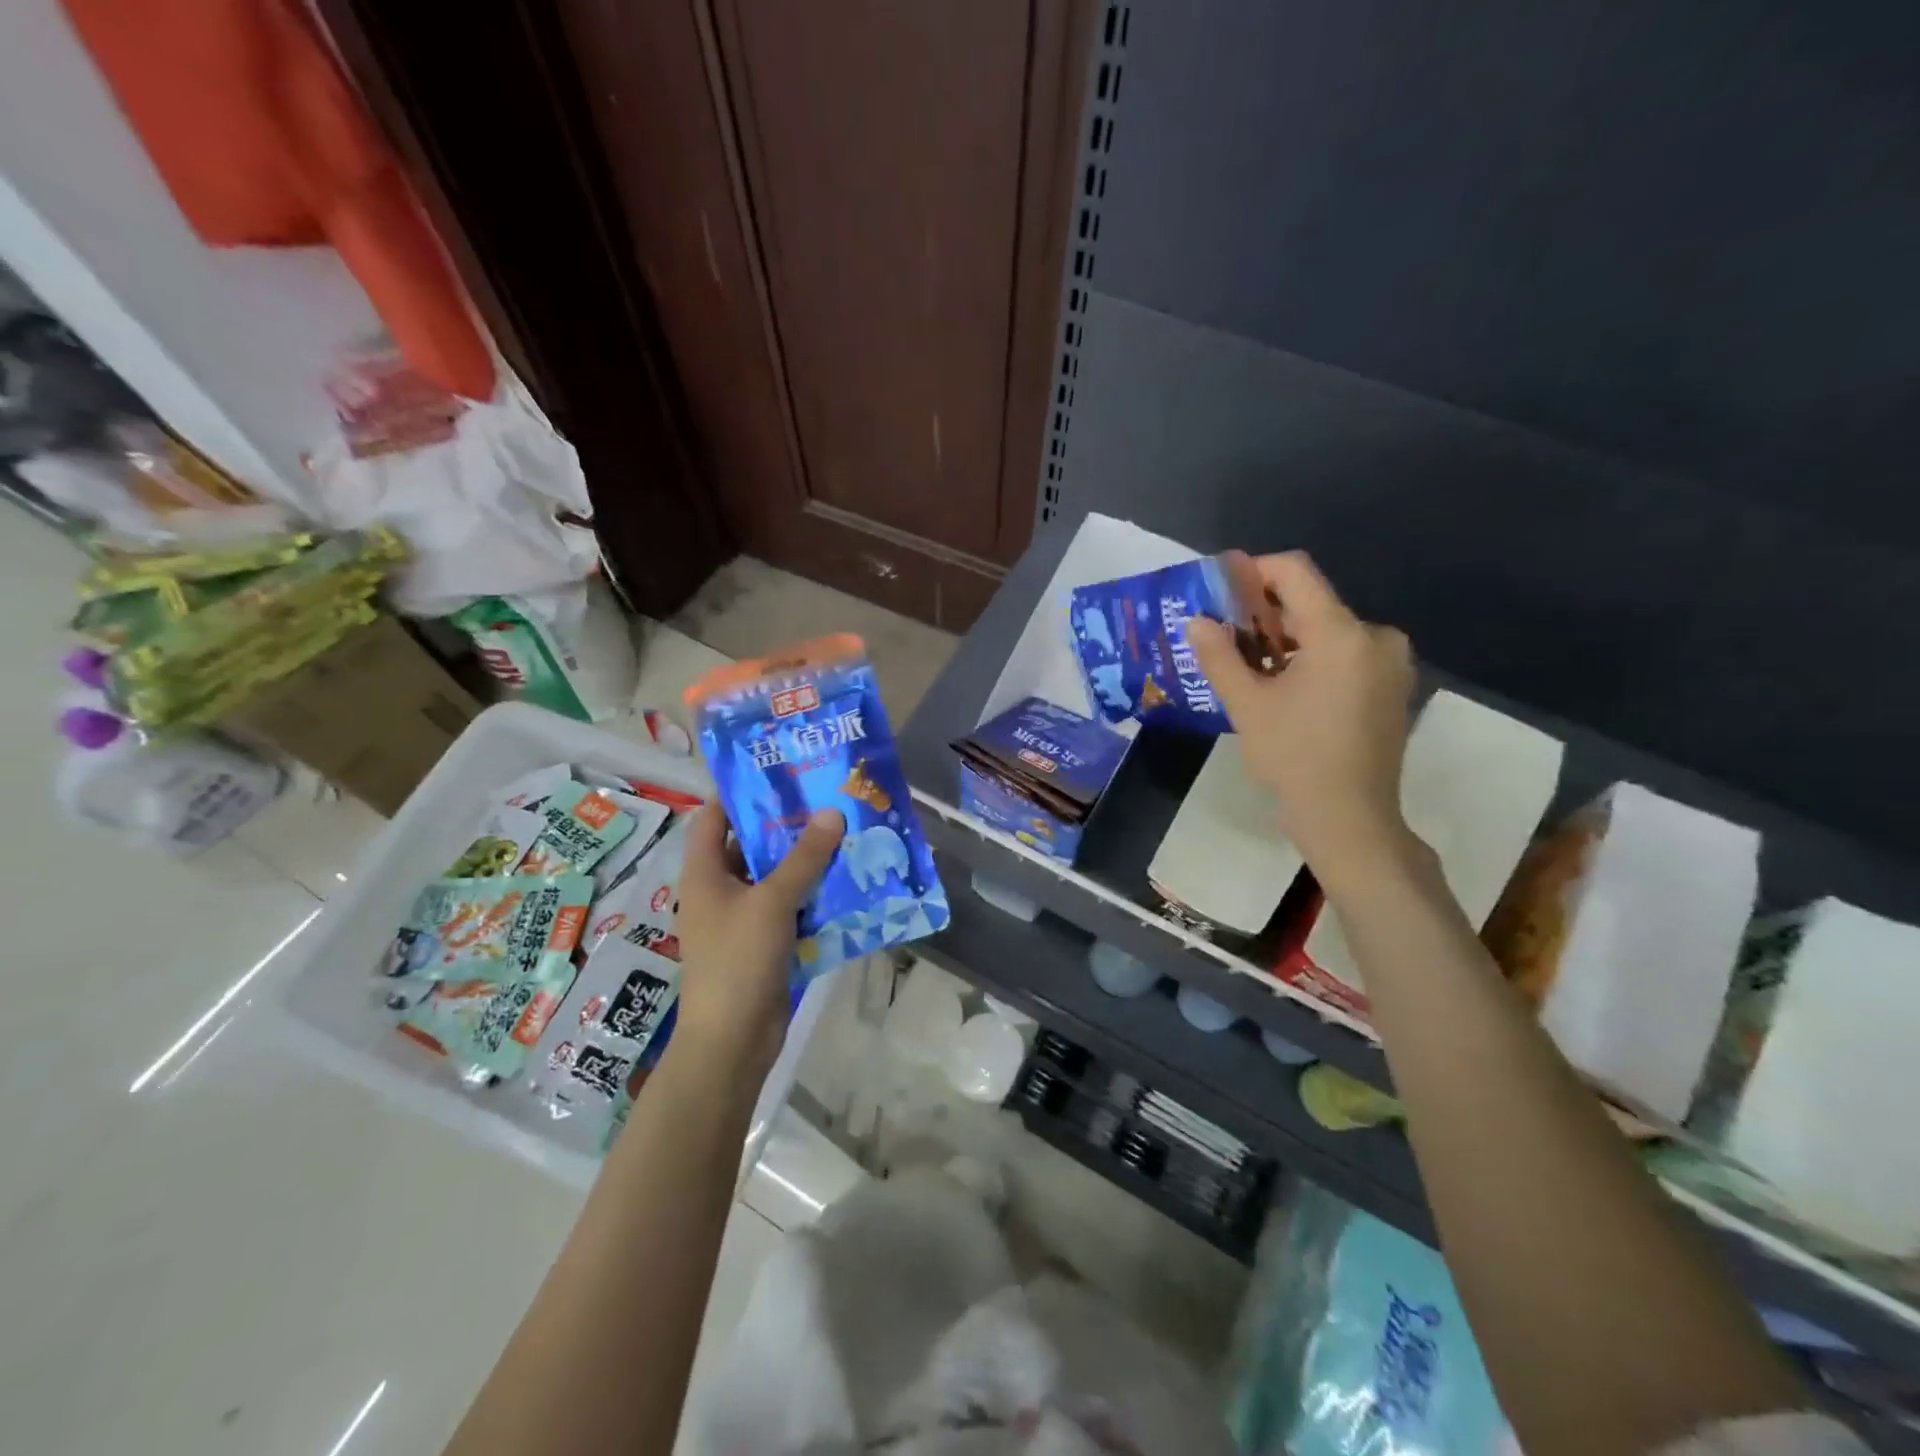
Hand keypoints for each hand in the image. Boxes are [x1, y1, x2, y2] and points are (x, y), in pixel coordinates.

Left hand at [672, 802, 843, 1074]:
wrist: (733, 1041)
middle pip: (749, 845)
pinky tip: (845, 880)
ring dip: (804, 860)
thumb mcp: (772, 902)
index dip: (738, 792)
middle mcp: (720, 890)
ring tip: (842, 831)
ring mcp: (741, 918)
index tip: (776, 770)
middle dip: (784, 824)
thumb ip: (804, 858)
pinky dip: (811, 893)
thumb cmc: (739, 961)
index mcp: (704, 873)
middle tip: (824, 798)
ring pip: (774, 877)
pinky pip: (789, 906)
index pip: (713, 817)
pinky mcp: (764, 942)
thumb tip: (831, 813)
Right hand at [1186, 552, 1416, 884]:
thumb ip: (1220, 656)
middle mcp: (1375, 637)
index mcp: (1342, 634)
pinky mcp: (1392, 688)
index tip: (1221, 590)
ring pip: (1329, 631)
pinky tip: (1284, 687)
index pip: (1296, 573)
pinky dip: (1312, 659)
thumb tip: (1195, 621)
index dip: (1254, 571)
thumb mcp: (1247, 705)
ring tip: (1249, 666)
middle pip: (1313, 603)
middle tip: (1225, 635)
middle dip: (1266, 614)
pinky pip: (1346, 655)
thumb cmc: (1294, 758)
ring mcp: (1390, 664)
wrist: (1349, 820)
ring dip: (1287, 640)